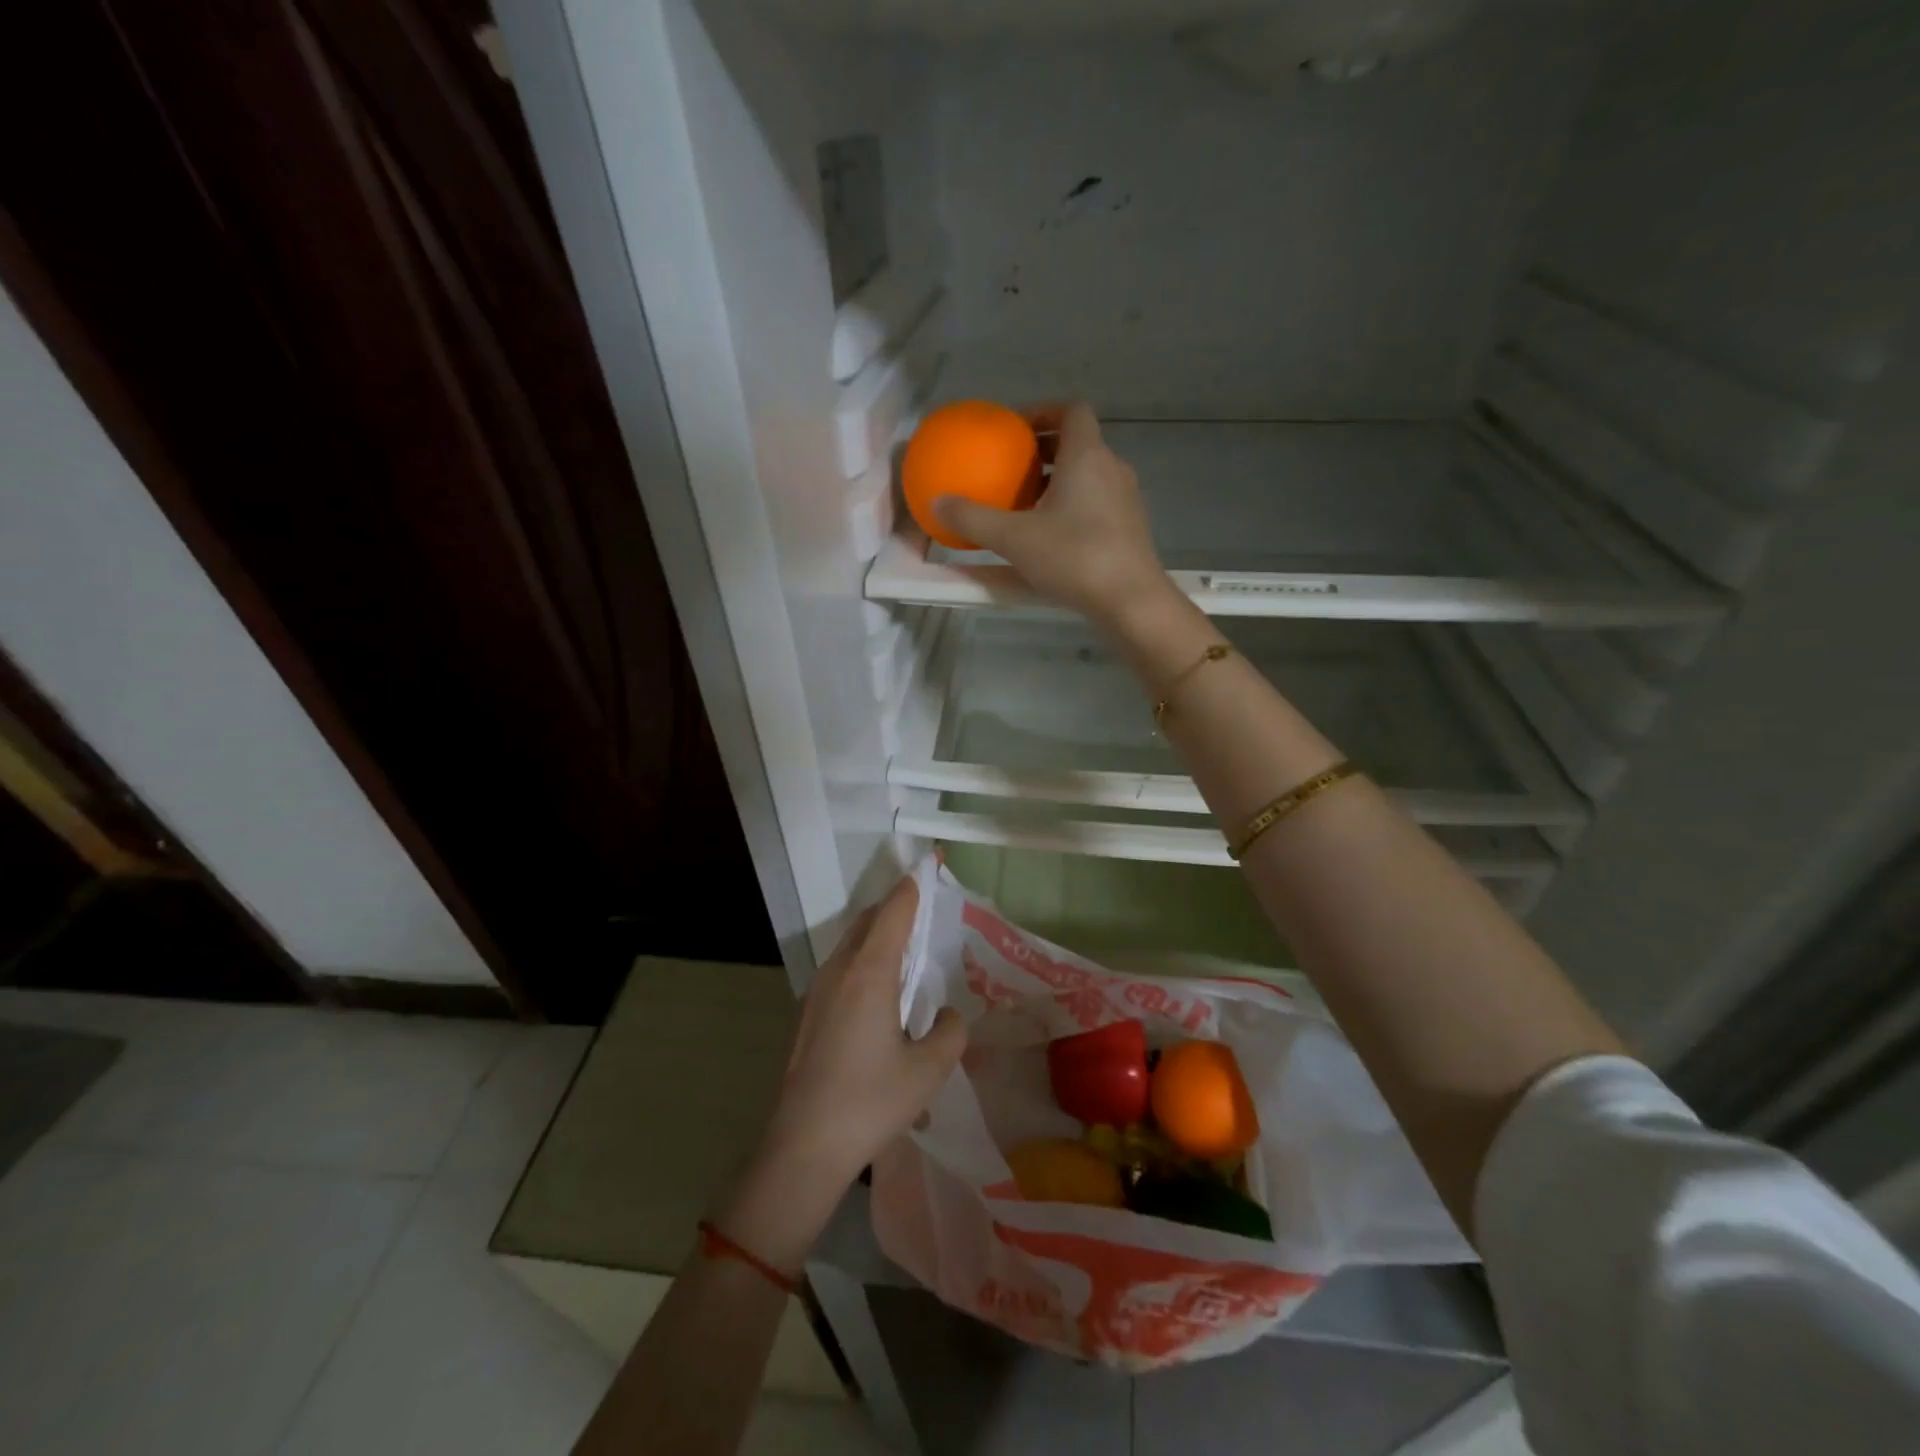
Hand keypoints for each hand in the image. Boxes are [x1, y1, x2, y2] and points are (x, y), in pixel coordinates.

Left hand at [758, 876, 965, 1187]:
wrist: (803, 1145)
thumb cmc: (871, 1101)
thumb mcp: (929, 1069)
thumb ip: (950, 1031)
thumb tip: (947, 1014)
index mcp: (869, 972)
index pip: (894, 912)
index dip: (912, 888)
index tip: (926, 868)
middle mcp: (839, 971)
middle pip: (867, 921)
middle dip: (894, 908)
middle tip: (922, 909)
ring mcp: (817, 992)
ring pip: (851, 945)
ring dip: (877, 936)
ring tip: (905, 949)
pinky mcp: (808, 1014)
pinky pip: (841, 969)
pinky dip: (863, 961)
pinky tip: (879, 994)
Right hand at [934, 402, 1172, 629]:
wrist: (1131, 601)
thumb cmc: (1074, 557)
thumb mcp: (1014, 538)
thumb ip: (973, 519)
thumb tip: (937, 503)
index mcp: (1087, 456)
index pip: (1071, 410)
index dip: (1043, 411)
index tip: (1015, 429)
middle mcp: (1112, 469)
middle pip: (1078, 444)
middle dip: (1044, 451)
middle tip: (1012, 468)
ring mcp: (1125, 500)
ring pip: (1088, 476)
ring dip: (1058, 481)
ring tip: (1025, 504)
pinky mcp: (1130, 528)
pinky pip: (1096, 503)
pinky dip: (1072, 507)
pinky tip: (1050, 537)